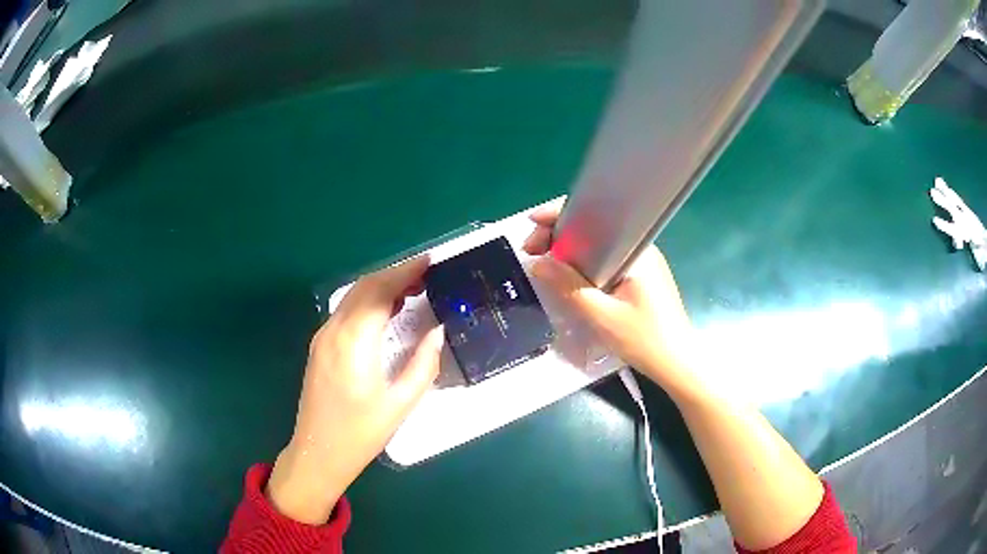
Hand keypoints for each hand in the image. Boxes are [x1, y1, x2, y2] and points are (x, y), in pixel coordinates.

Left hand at [267, 257, 443, 523]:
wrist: (318, 453)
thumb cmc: (361, 433)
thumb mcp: (401, 403)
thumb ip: (423, 363)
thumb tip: (437, 331)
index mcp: (354, 342)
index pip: (380, 291)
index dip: (405, 272)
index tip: (430, 261)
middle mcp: (334, 330)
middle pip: (365, 287)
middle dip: (395, 274)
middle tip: (427, 275)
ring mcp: (323, 337)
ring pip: (353, 296)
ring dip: (381, 286)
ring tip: (413, 289)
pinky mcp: (320, 346)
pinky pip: (345, 311)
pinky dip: (368, 302)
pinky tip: (386, 311)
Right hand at [523, 198, 699, 395]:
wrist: (677, 363)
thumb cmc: (645, 339)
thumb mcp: (602, 316)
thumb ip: (569, 287)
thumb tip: (537, 264)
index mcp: (634, 248)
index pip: (593, 216)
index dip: (558, 216)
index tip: (531, 225)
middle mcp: (638, 247)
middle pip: (592, 228)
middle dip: (558, 235)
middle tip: (530, 252)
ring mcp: (640, 262)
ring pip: (597, 246)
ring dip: (568, 251)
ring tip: (542, 263)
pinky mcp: (639, 277)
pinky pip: (605, 260)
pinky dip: (583, 264)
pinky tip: (567, 276)